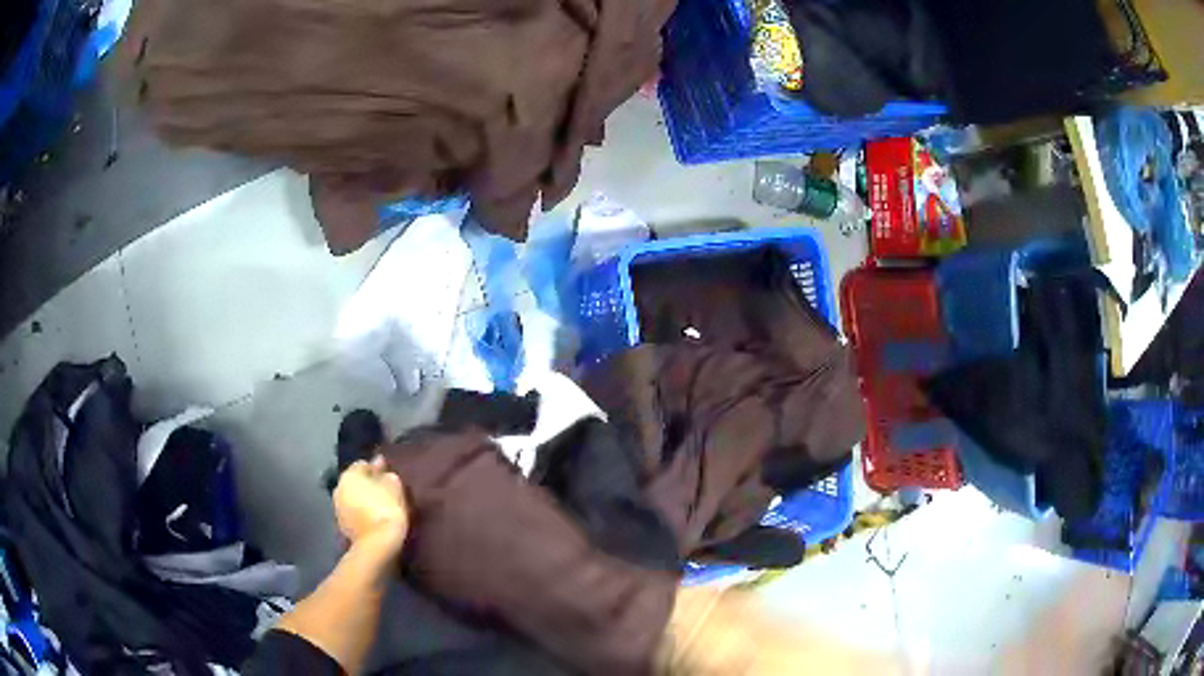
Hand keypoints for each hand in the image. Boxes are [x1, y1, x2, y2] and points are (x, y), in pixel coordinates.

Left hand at [334, 457, 408, 557]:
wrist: (377, 544)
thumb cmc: (386, 509)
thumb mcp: (394, 487)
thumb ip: (387, 475)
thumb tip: (383, 471)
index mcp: (349, 475)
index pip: (363, 464)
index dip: (377, 468)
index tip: (389, 474)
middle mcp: (338, 488)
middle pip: (356, 482)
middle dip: (368, 484)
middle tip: (385, 491)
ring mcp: (338, 508)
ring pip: (353, 498)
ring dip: (363, 500)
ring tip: (380, 506)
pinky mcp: (342, 526)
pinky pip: (353, 513)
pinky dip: (361, 513)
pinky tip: (373, 519)